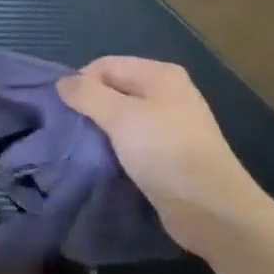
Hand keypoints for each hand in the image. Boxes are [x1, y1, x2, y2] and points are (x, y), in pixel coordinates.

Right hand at [58, 57, 265, 249]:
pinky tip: (104, 162)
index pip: (105, 65)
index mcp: (160, 74)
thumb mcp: (121, 117)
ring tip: (83, 147)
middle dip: (90, 106)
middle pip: (114, 89)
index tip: (64, 112)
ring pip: (122, 117)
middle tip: (70, 131)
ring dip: (101, 130)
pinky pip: (133, 141)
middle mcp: (167, 93)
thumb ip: (88, 95)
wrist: (211, 209)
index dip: (82, 83)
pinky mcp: (169, 154)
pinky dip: (116, 148)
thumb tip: (62, 81)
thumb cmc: (165, 152)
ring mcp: (170, 124)